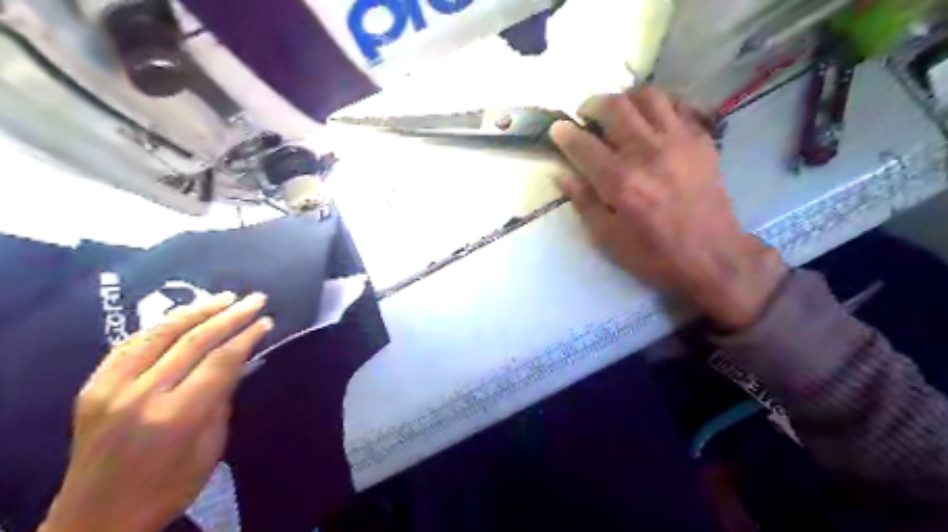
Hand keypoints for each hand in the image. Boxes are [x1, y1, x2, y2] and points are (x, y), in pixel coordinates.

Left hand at [41, 290, 275, 531]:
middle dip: (230, 315)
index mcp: (177, 415)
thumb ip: (222, 399)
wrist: (94, 520)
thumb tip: (237, 362)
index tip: (267, 321)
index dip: (247, 336)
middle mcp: (142, 394)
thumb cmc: (168, 488)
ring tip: (224, 297)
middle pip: (194, 340)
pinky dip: (160, 326)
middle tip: (255, 299)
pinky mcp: (92, 387)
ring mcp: (111, 388)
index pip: (221, 360)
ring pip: (160, 333)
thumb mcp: (211, 447)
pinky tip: (182, 316)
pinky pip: (130, 344)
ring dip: (197, 311)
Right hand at [549, 87, 785, 328]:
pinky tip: (652, 122)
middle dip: (593, 104)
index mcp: (620, 181)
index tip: (557, 128)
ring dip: (626, 99)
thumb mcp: (608, 238)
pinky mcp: (702, 141)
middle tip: (587, 116)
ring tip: (620, 113)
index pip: (583, 144)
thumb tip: (562, 175)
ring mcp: (679, 141)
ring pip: (648, 96)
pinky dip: (659, 106)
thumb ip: (583, 202)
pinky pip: (678, 106)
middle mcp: (647, 152)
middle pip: (615, 106)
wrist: (713, 257)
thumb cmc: (654, 254)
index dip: (565, 133)